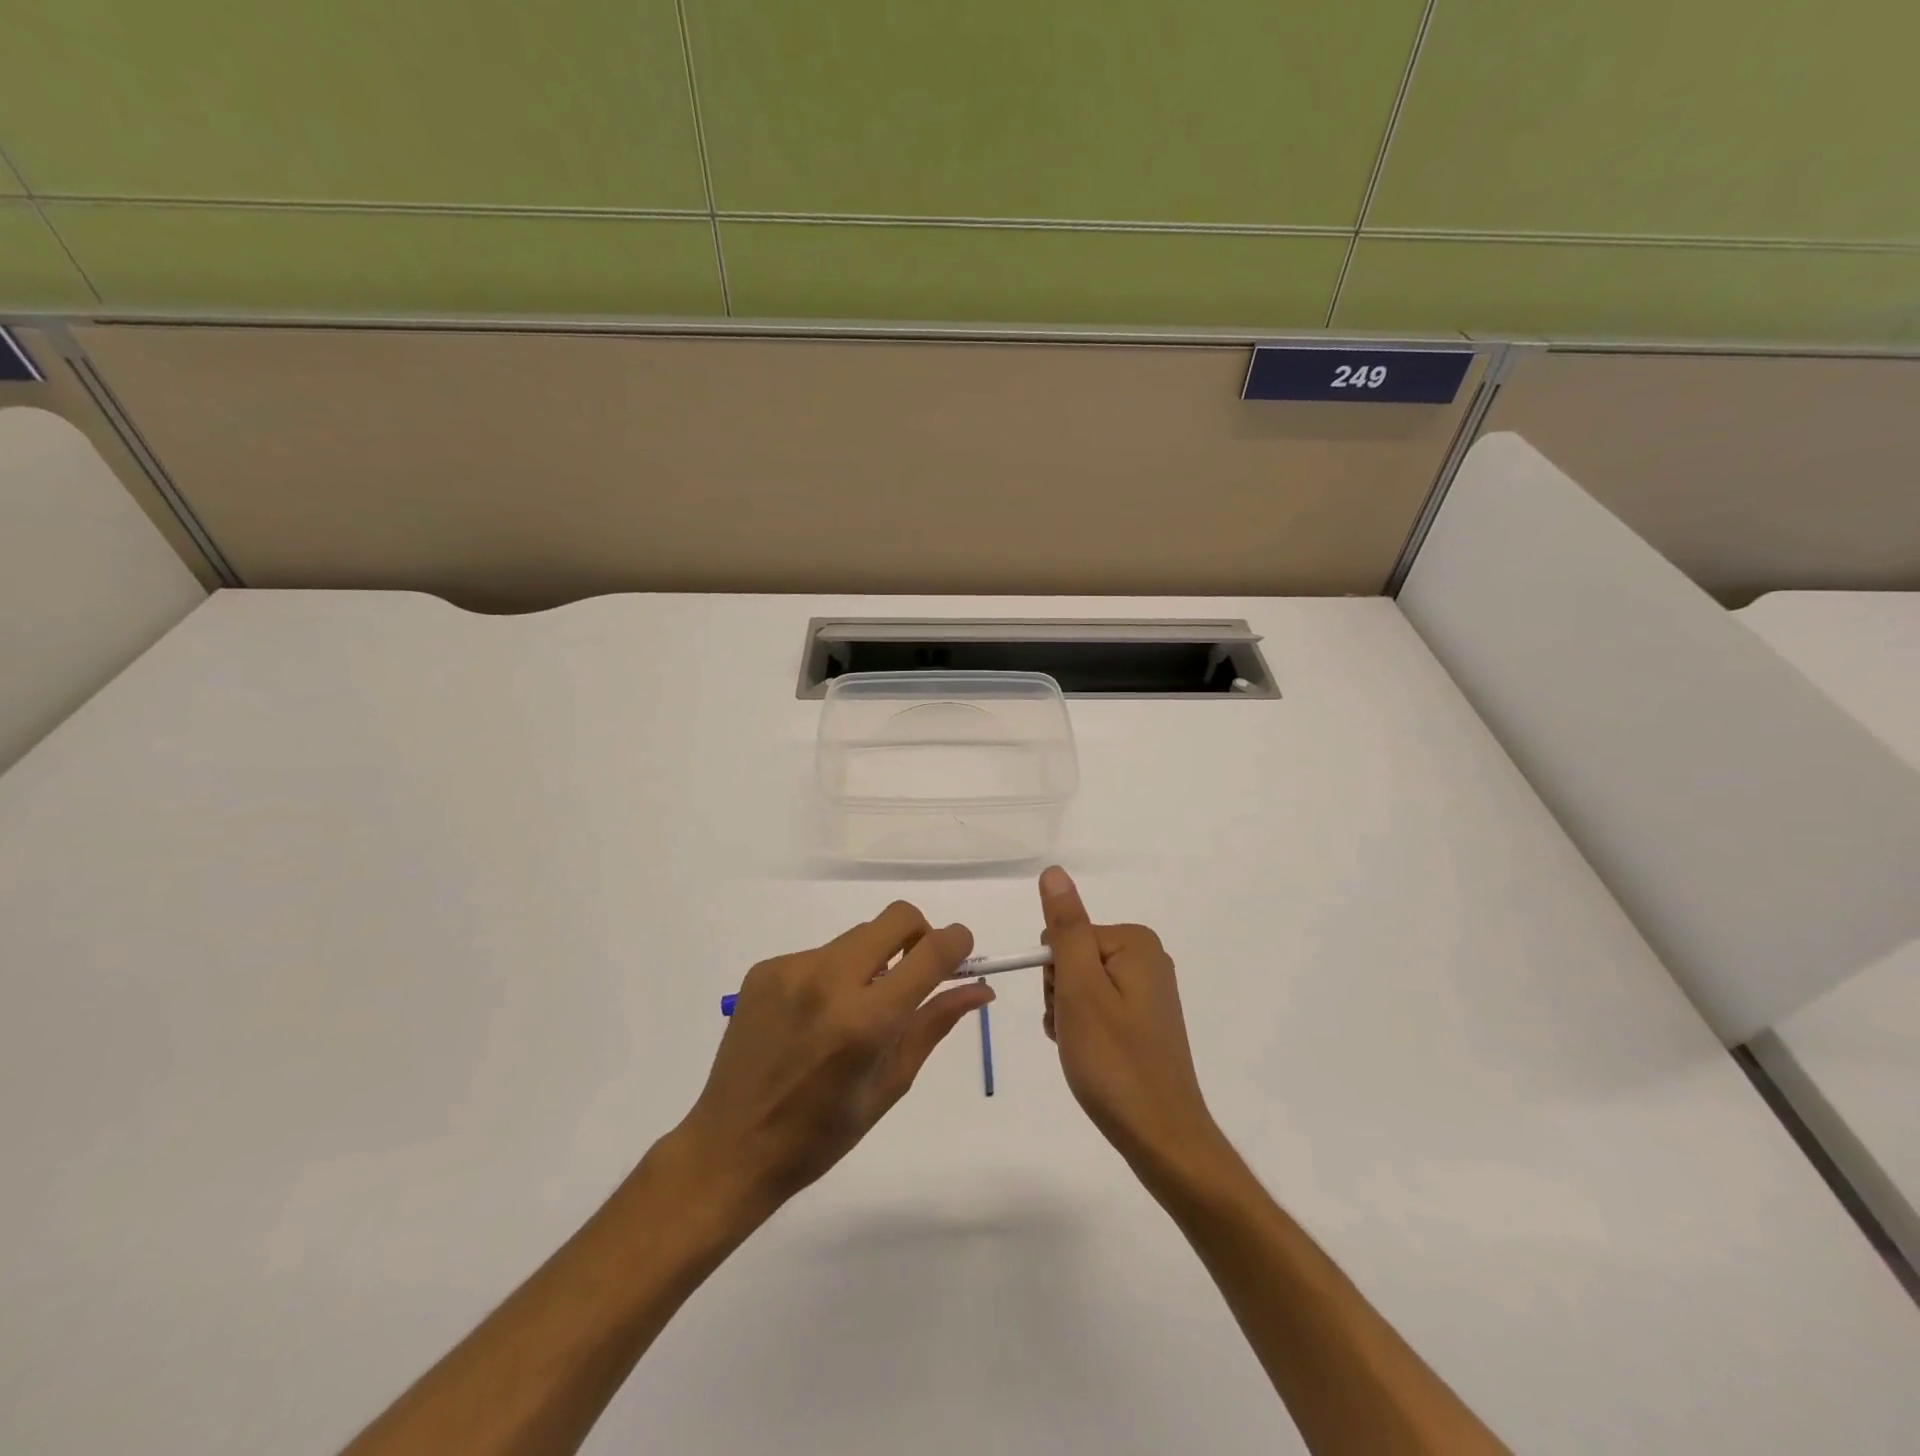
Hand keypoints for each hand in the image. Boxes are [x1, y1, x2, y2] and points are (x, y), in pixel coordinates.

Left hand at [669, 902, 990, 1221]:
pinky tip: (814, 1017)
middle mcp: (829, 980)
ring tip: (854, 1010)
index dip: (958, 942)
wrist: (730, 1147)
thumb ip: (933, 1024)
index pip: (931, 951)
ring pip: (857, 936)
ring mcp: (792, 969)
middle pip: (896, 917)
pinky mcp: (766, 968)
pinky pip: (820, 953)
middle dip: (918, 935)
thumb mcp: (890, 1084)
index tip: (962, 953)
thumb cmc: (821, 1134)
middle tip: (913, 974)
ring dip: (873, 959)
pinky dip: (833, 974)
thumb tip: (980, 988)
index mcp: (866, 1020)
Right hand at [1039, 867, 1222, 1176]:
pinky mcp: (1146, 1020)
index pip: (1064, 936)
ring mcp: (1148, 991)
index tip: (1067, 1010)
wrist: (1161, 1137)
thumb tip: (1054, 872)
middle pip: (1073, 957)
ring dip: (1069, 1015)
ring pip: (1081, 986)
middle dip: (1061, 994)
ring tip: (1083, 1049)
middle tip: (1075, 1032)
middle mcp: (1147, 958)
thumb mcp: (1080, 988)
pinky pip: (1098, 1008)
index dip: (1055, 975)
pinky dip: (1084, 1029)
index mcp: (1134, 942)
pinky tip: (1091, 1056)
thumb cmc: (1113, 1061)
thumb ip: (1065, 927)